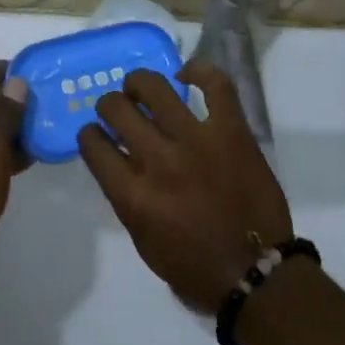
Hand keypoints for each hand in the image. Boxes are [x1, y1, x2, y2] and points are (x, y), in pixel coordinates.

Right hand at [77, 59, 291, 313]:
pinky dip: (199, 70)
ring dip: (138, 83)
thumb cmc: (195, 267)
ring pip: (155, 88)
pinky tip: (185, 74)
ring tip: (140, 87)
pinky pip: (215, 85)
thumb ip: (127, 197)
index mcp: (134, 196)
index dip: (88, 135)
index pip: (93, 146)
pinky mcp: (232, 131)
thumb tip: (119, 160)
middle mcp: (159, 161)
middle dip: (109, 105)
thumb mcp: (143, 240)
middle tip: (117, 108)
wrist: (256, 273)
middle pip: (117, 110)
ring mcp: (197, 141)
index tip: (94, 133)